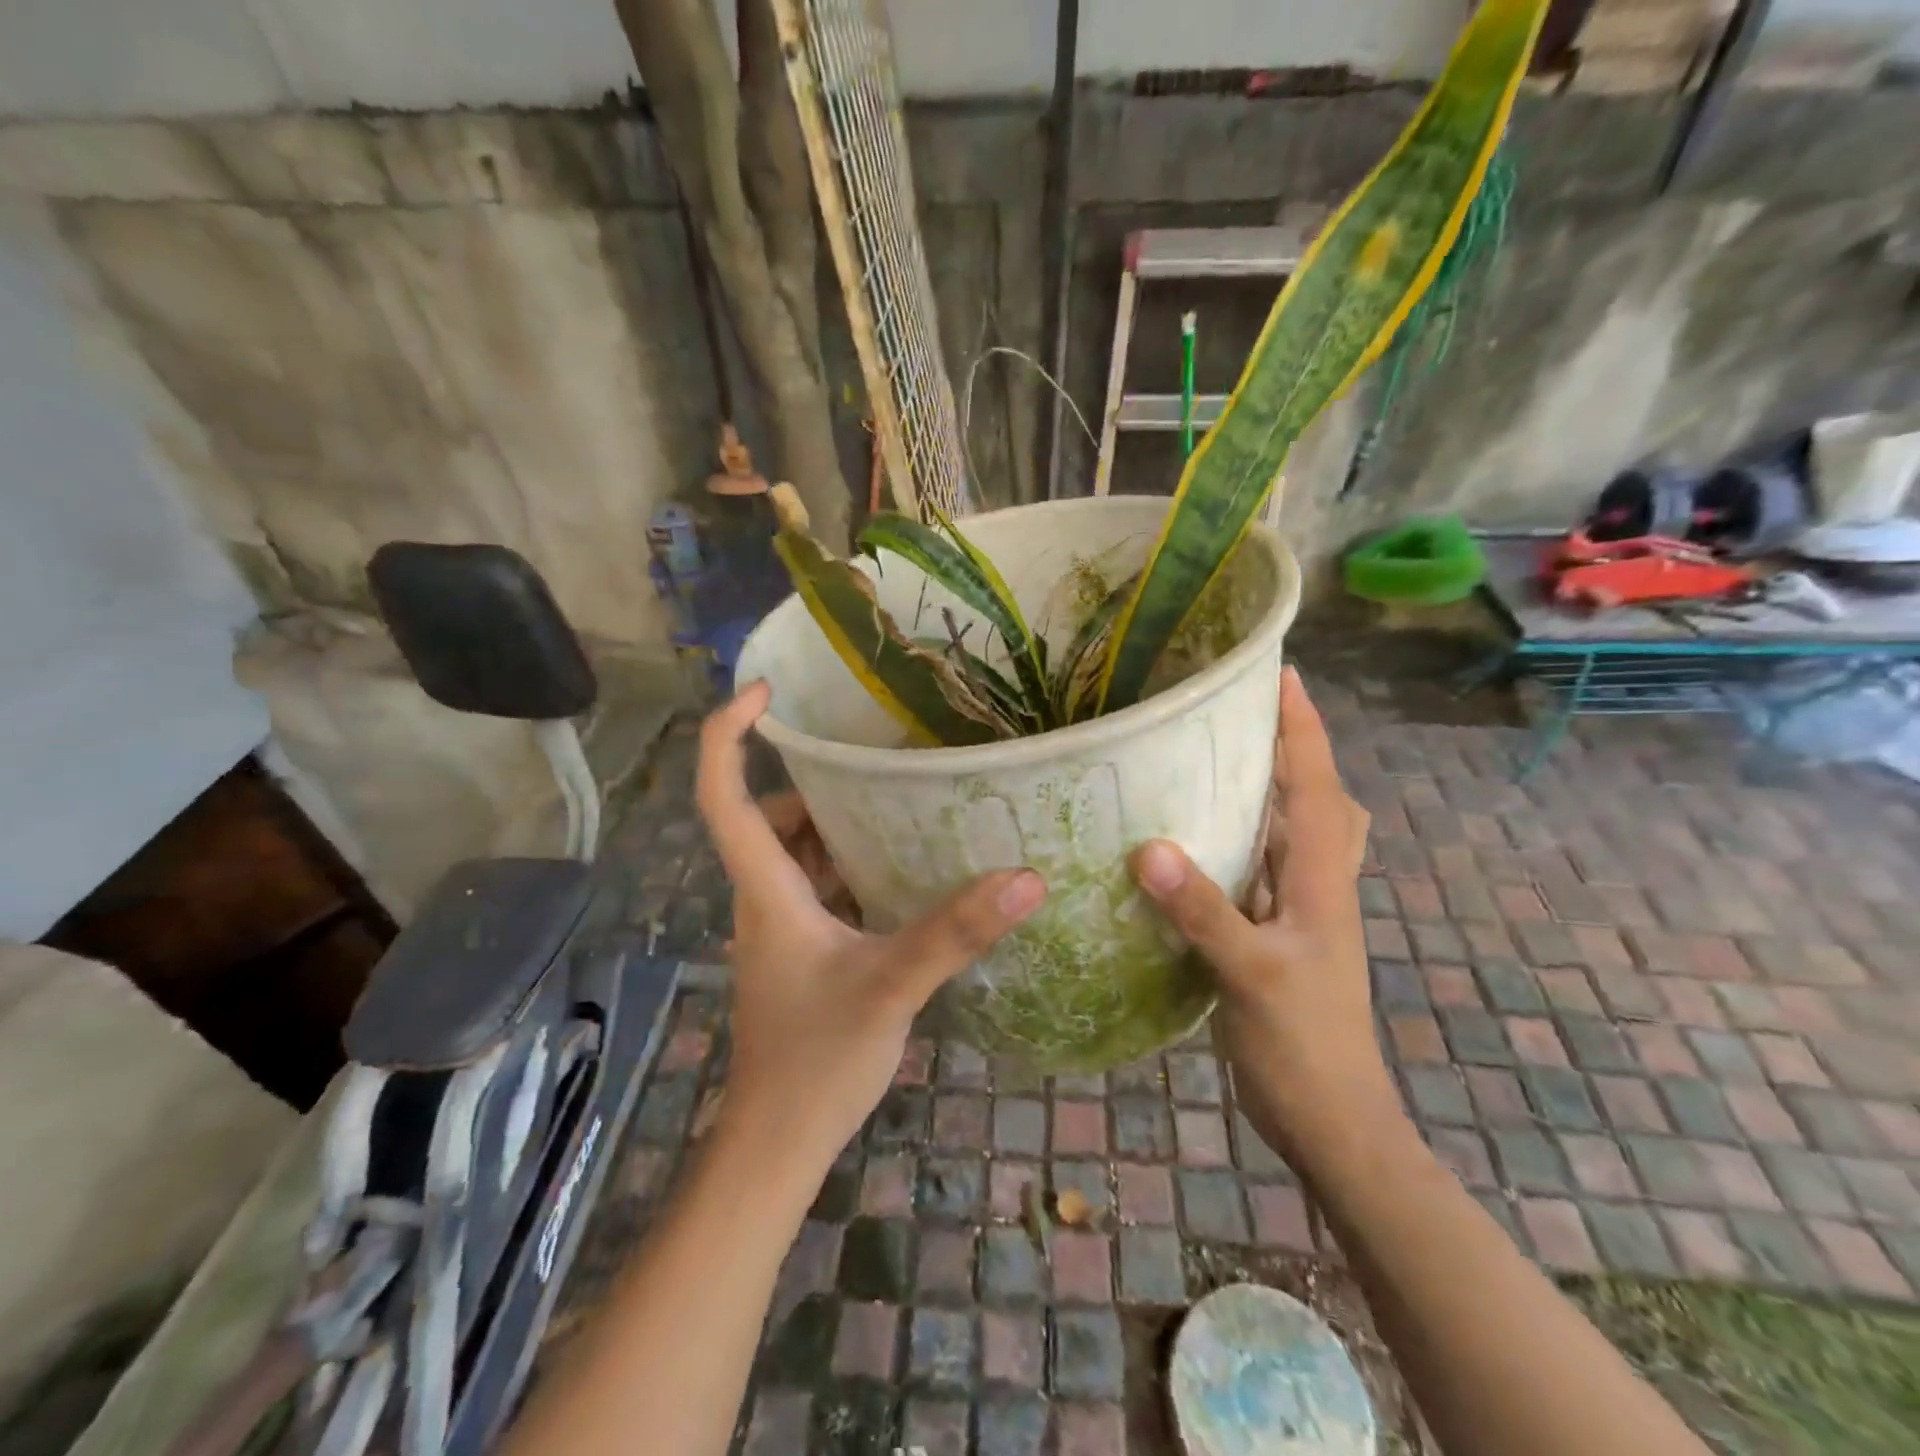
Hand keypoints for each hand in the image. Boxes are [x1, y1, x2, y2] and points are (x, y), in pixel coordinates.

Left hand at [696, 682, 1046, 1167]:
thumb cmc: (816, 1060)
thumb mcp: (892, 986)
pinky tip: (903, 870)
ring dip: (838, 824)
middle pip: (770, 817)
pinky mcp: (801, 949)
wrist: (779, 1140)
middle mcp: (765, 897)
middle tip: (878, 763)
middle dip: (816, 785)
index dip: (730, 736)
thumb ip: (953, 932)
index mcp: (767, 889)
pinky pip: (819, 884)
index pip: (723, 795)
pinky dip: (850, 864)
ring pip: (797, 852)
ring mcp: (781, 925)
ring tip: (902, 803)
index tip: (764, 692)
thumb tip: (1025, 878)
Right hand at [1130, 668, 1398, 1158]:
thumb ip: (1204, 912)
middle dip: (1290, 749)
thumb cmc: (1304, 1046)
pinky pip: (1257, 869)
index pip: (1316, 785)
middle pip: (1316, 798)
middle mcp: (1315, 883)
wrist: (1331, 1123)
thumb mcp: (1252, 975)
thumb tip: (1149, 846)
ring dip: (1264, 792)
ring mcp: (1297, 911)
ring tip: (1213, 762)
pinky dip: (1236, 842)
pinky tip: (1191, 843)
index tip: (1280, 674)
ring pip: (1288, 833)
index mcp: (1321, 878)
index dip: (1302, 728)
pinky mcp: (1273, 936)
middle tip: (1240, 716)